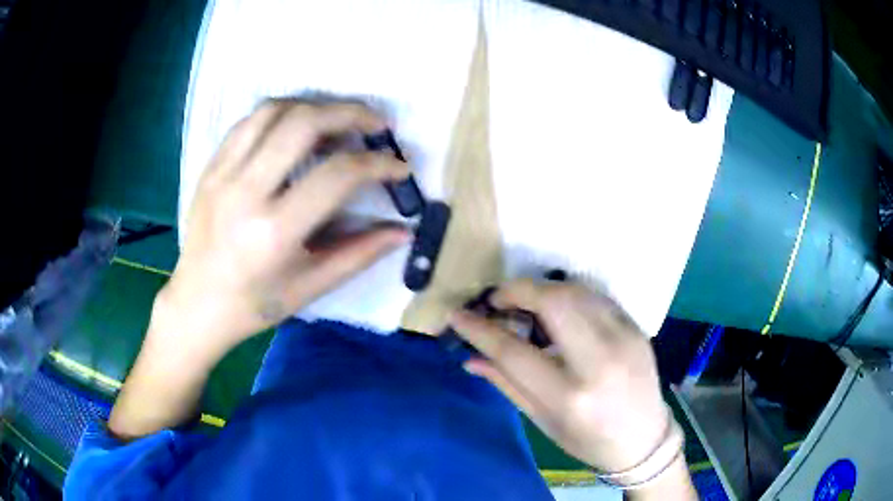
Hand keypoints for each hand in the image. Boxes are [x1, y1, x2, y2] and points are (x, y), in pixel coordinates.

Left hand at [110, 100, 409, 438]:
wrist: (196, 304)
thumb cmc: (254, 304)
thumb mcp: (310, 287)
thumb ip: (359, 254)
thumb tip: (403, 231)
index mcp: (274, 231)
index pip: (337, 175)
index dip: (378, 164)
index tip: (399, 167)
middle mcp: (245, 192)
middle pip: (304, 124)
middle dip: (350, 114)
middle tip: (376, 123)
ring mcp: (222, 174)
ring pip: (273, 111)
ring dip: (314, 106)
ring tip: (337, 119)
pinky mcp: (210, 168)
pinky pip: (248, 122)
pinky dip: (280, 114)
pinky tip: (296, 127)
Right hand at [450, 279, 671, 473]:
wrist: (644, 438)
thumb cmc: (589, 440)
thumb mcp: (543, 421)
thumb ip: (506, 384)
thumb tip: (470, 358)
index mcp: (571, 396)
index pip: (514, 352)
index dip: (480, 330)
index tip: (457, 315)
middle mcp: (600, 360)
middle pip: (553, 302)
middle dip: (516, 291)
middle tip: (496, 300)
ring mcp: (624, 338)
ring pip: (576, 291)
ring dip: (542, 289)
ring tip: (524, 304)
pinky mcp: (636, 327)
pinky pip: (595, 298)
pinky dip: (569, 296)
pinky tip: (558, 310)